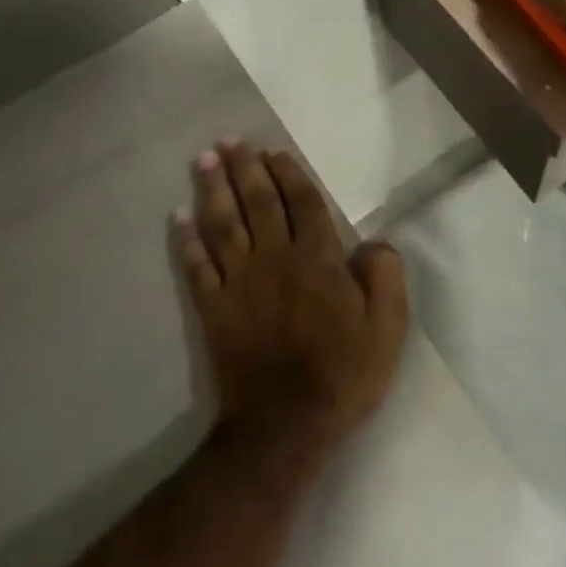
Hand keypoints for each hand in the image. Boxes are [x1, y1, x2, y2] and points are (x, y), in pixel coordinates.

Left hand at [172, 143, 407, 463]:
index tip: (273, 152)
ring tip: (204, 160)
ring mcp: (239, 282)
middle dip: (245, 169)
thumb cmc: (342, 374)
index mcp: (317, 259)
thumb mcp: (387, 329)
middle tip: (230, 141)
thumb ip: (385, 277)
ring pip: (224, 224)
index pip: (303, 204)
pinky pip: (196, 267)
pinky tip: (178, 217)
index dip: (288, 174)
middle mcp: (275, 259)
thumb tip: (375, 242)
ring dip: (213, 190)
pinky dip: (186, 241)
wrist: (285, 425)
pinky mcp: (213, 308)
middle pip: (258, 203)